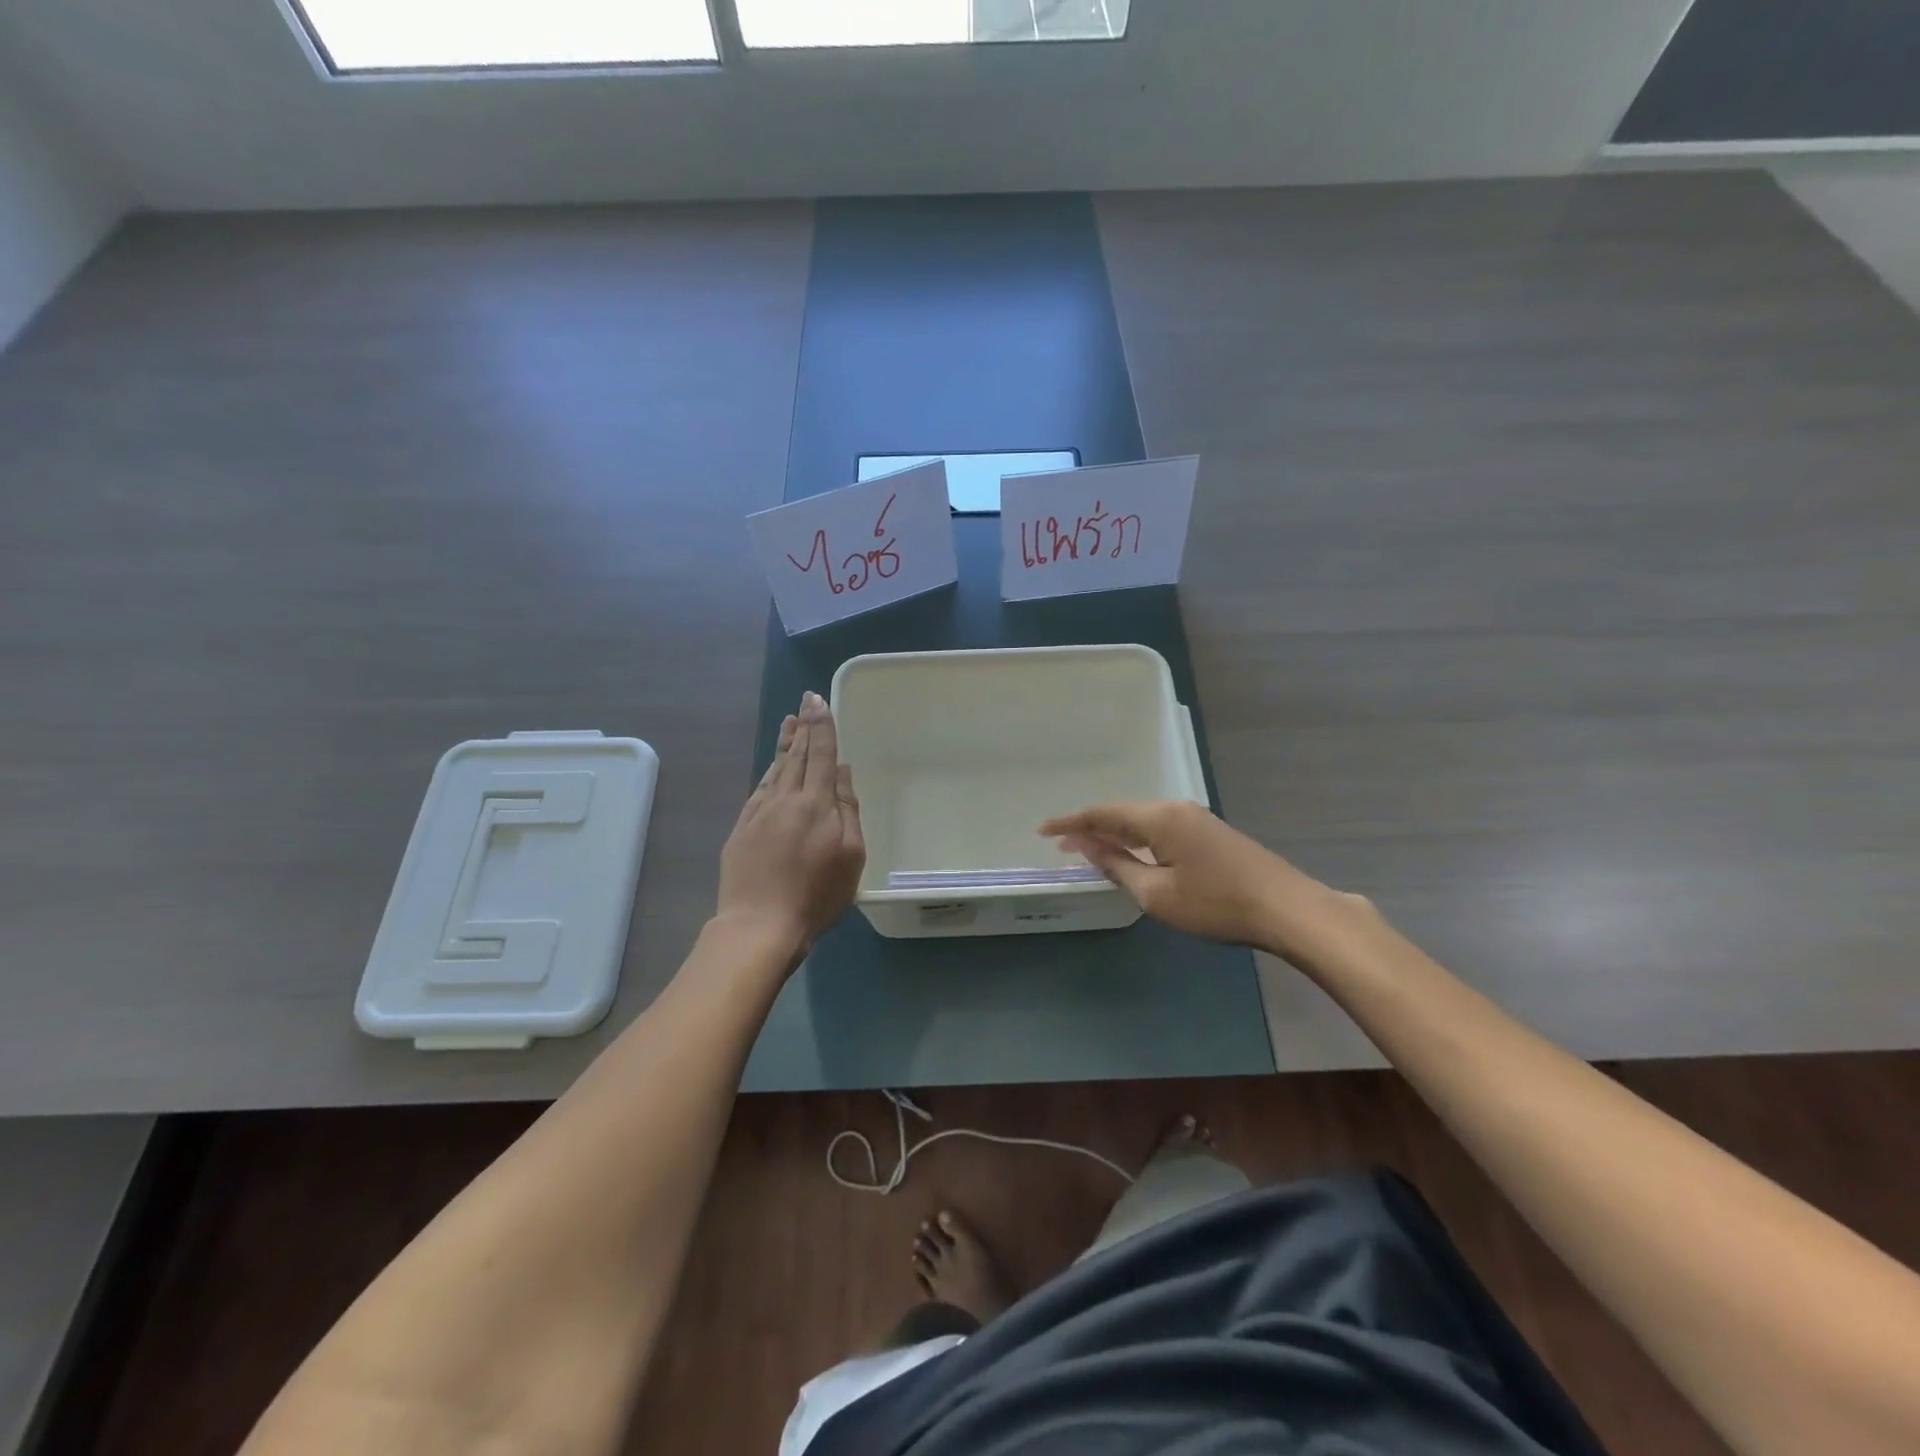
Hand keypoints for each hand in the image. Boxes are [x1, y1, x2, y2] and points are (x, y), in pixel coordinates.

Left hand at [716, 692, 865, 957]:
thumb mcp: (851, 856)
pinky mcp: (742, 829)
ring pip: (776, 769)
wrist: (760, 924)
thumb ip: (848, 810)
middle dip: (803, 727)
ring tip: (789, 723)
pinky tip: (772, 768)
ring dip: (785, 744)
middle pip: (797, 755)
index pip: (822, 754)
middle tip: (804, 702)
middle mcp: (786, 799)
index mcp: (817, 803)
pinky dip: (769, 772)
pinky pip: (759, 790)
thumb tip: (843, 772)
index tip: (819, 700)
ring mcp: (760, 812)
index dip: (822, 726)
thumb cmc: (816, 894)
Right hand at [1039, 800, 1363, 961]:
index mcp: (1159, 818)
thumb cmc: (1216, 904)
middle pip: (1122, 812)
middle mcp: (1175, 809)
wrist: (1287, 908)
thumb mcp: (1157, 893)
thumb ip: (1118, 865)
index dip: (1071, 822)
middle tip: (1062, 843)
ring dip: (1115, 833)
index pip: (1103, 813)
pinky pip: (1161, 829)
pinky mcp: (1211, 834)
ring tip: (1090, 849)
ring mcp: (1197, 819)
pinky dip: (1138, 839)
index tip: (1042, 830)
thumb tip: (1088, 845)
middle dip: (1090, 827)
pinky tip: (1133, 854)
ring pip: (1143, 821)